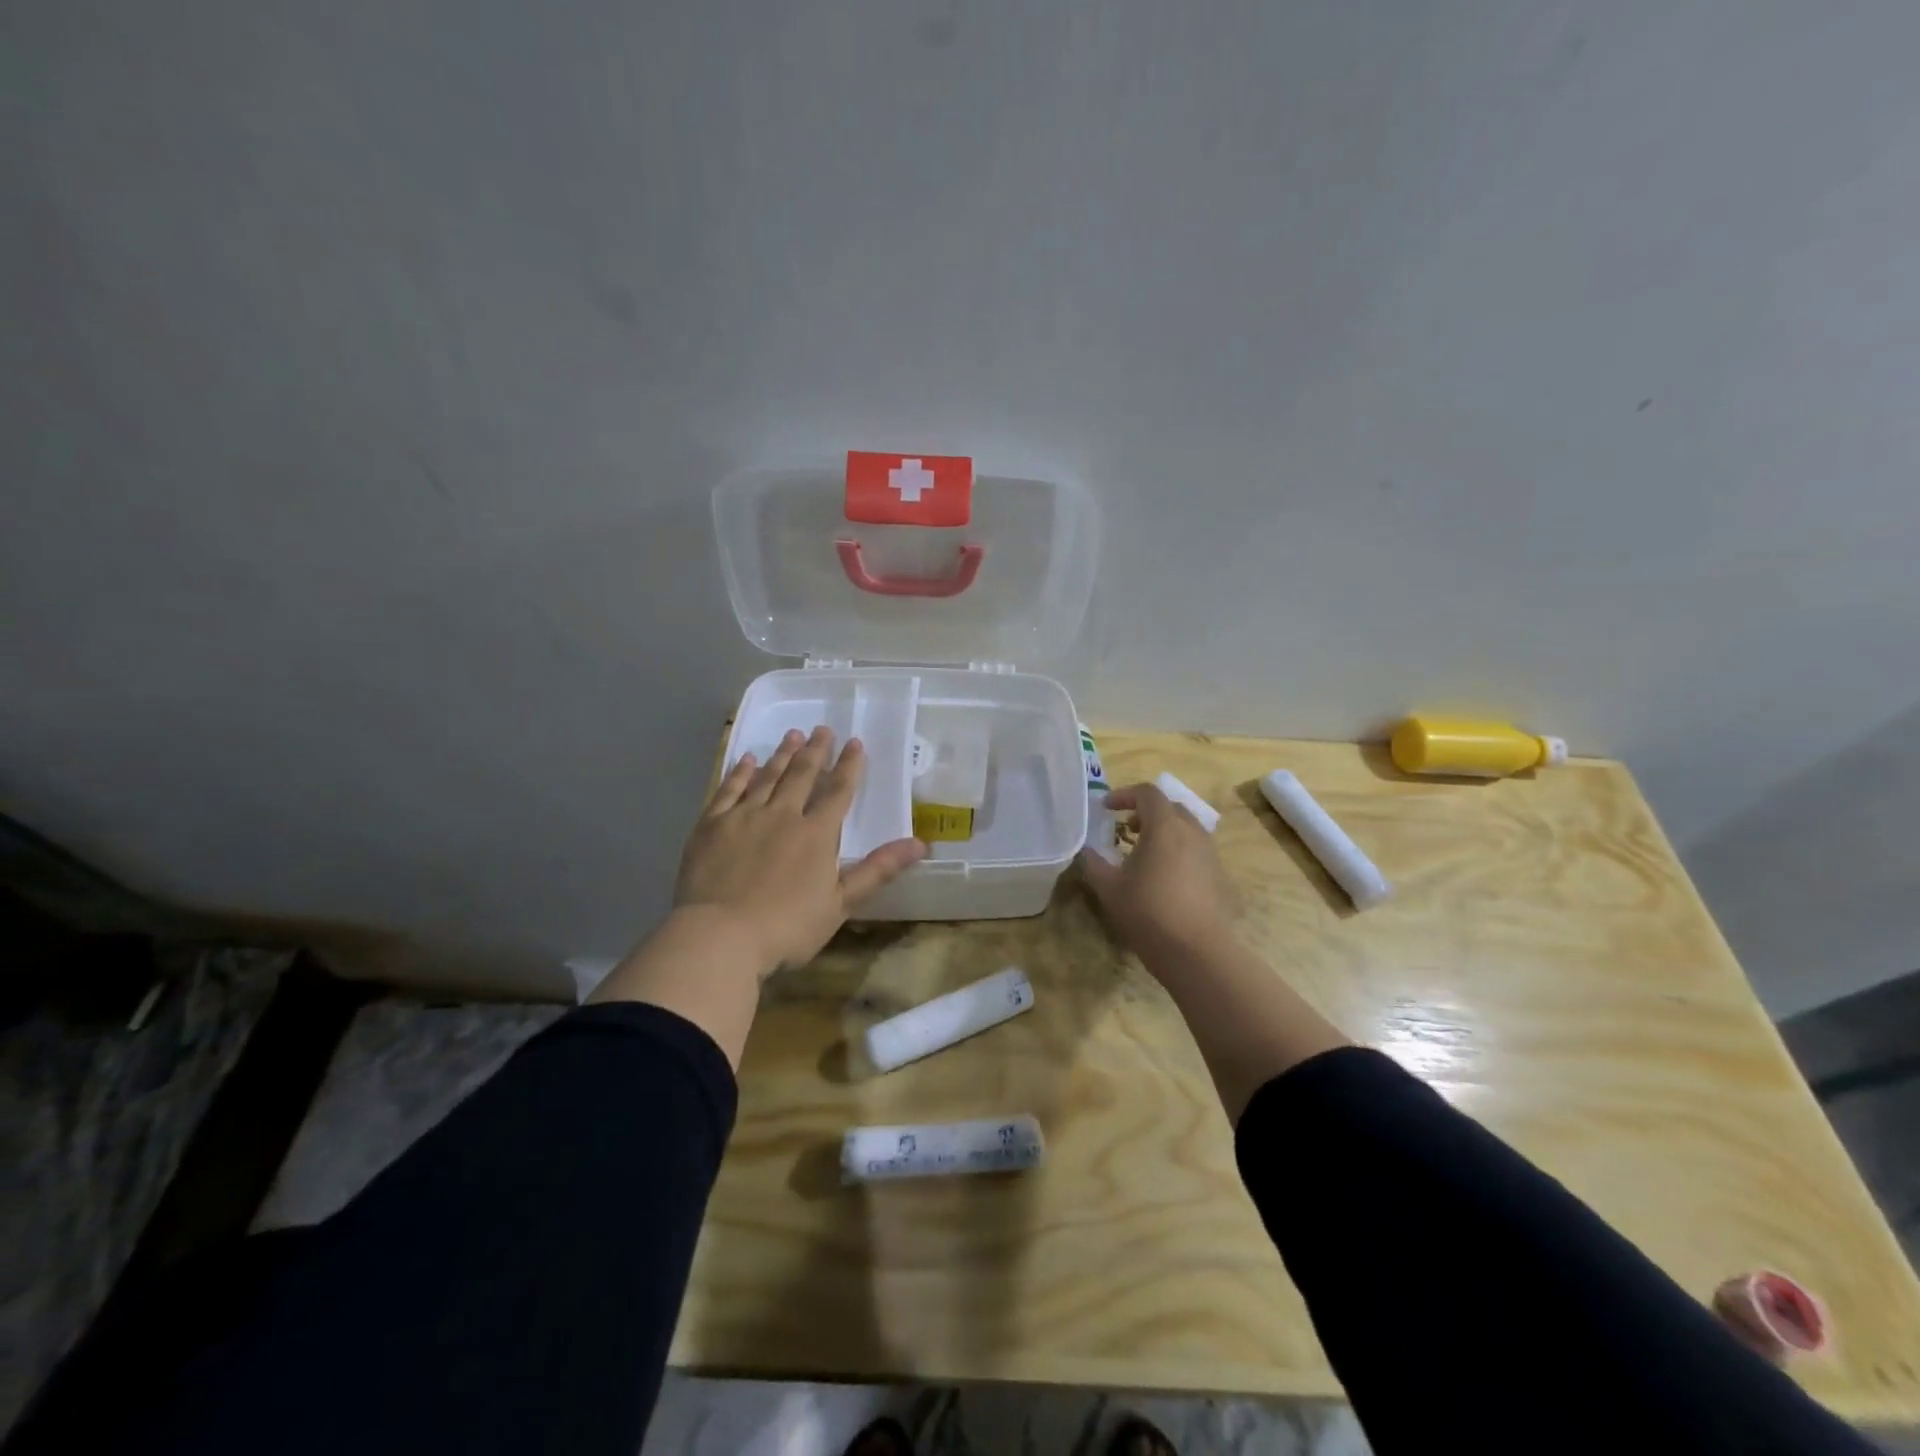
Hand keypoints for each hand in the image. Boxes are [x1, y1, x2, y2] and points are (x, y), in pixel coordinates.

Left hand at [675, 727, 926, 974]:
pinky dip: (740, 772)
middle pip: (802, 775)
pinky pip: (729, 789)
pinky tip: (746, 759)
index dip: (849, 766)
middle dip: (815, 751)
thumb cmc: (786, 927)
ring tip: (792, 735)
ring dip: (782, 755)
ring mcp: (744, 816)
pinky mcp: (711, 825)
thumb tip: (921, 844)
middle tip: (822, 729)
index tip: (855, 742)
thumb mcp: (841, 904)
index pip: (838, 791)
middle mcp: (782, 814)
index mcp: (816, 833)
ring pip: (767, 776)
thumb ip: (878, 870)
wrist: (719, 936)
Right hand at [1080, 782, 1235, 963]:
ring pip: (1185, 829)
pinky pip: (1195, 851)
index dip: (1124, 795)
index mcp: (1164, 827)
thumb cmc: (1148, 912)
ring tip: (1143, 853)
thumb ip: (1094, 863)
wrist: (1197, 951)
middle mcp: (1191, 832)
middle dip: (1145, 812)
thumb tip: (1087, 851)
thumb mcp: (1109, 888)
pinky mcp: (1219, 876)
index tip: (1106, 808)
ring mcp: (1209, 854)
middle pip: (1170, 808)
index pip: (1147, 793)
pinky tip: (1163, 878)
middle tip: (1125, 828)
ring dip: (1163, 832)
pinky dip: (1177, 851)